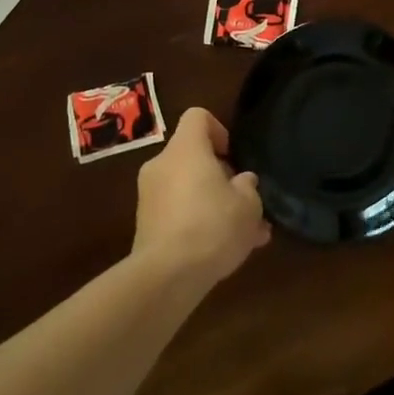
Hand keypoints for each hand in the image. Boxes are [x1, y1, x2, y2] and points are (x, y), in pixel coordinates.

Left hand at [132, 108, 270, 289]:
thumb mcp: (248, 205)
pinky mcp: (145, 227)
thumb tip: (243, 181)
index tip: (233, 157)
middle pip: (193, 156)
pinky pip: (177, 214)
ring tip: (244, 235)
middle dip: (220, 177)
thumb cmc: (212, 226)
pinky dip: (197, 224)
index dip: (219, 129)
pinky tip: (223, 252)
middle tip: (244, 202)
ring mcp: (149, 197)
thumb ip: (248, 187)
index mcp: (185, 148)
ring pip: (188, 189)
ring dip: (213, 204)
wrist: (166, 277)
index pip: (198, 116)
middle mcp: (162, 165)